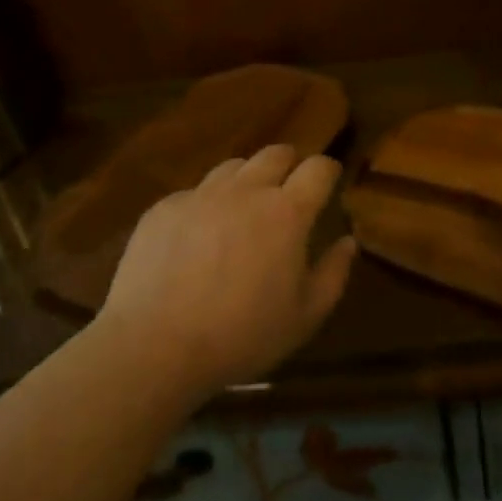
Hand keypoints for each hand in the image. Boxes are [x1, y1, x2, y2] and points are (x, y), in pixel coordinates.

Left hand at [99, 144, 357, 398]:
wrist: (154, 347)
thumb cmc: (241, 336)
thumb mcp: (304, 317)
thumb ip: (333, 274)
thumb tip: (347, 242)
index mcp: (286, 213)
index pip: (318, 169)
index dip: (328, 170)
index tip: (329, 181)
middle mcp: (245, 191)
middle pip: (275, 153)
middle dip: (290, 164)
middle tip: (289, 189)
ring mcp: (201, 195)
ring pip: (233, 167)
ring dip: (248, 179)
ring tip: (244, 208)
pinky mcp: (164, 207)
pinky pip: (195, 192)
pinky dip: (207, 205)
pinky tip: (198, 238)